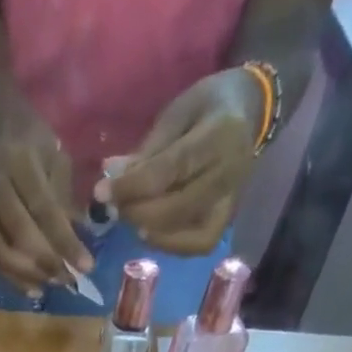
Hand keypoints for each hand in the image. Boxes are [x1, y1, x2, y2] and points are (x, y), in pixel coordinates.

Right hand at [0, 106, 93, 292]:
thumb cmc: (33, 141)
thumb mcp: (56, 156)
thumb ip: (66, 196)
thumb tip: (81, 237)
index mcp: (21, 164)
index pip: (44, 209)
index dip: (65, 241)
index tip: (86, 265)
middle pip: (20, 235)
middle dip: (47, 263)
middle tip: (70, 280)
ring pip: (1, 253)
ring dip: (29, 276)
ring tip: (53, 285)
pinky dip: (13, 279)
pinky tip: (33, 289)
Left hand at [103, 69, 260, 256]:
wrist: (251, 113)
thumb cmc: (208, 107)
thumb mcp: (177, 112)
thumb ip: (147, 150)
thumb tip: (109, 176)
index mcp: (218, 135)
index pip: (167, 170)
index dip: (130, 187)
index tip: (101, 193)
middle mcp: (227, 173)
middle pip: (175, 209)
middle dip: (137, 212)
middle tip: (114, 208)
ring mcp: (230, 201)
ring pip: (186, 233)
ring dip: (150, 230)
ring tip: (131, 217)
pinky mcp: (227, 219)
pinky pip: (198, 245)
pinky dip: (170, 245)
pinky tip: (150, 233)